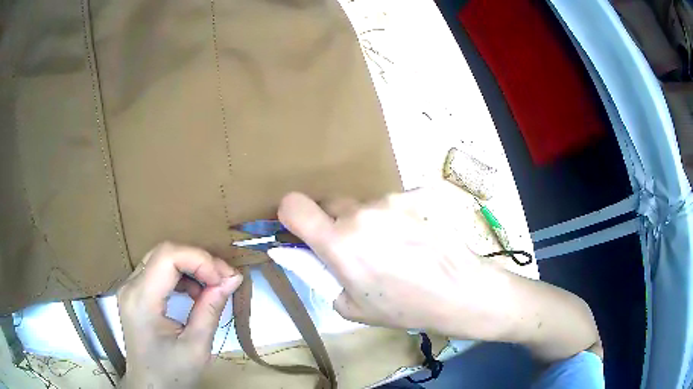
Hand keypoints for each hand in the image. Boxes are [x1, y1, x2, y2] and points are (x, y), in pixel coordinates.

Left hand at [117, 242, 242, 388]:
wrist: (150, 386)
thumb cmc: (172, 373)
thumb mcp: (196, 347)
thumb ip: (211, 309)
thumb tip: (232, 279)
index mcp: (141, 300)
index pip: (168, 256)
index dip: (200, 259)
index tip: (225, 278)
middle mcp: (131, 286)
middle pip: (164, 253)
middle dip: (199, 261)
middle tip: (225, 279)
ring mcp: (130, 287)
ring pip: (162, 258)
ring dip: (191, 267)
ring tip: (212, 288)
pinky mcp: (135, 292)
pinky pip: (159, 270)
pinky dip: (182, 276)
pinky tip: (195, 293)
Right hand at [277, 191, 513, 339]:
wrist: (459, 290)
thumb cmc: (405, 307)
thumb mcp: (353, 307)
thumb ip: (326, 278)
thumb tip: (318, 260)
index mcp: (338, 242)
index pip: (293, 205)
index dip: (289, 214)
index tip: (299, 228)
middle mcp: (360, 213)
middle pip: (330, 203)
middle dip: (333, 222)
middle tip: (353, 248)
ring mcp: (390, 201)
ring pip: (363, 205)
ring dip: (367, 222)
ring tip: (393, 248)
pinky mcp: (415, 196)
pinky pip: (391, 204)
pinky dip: (394, 218)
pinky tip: (414, 238)